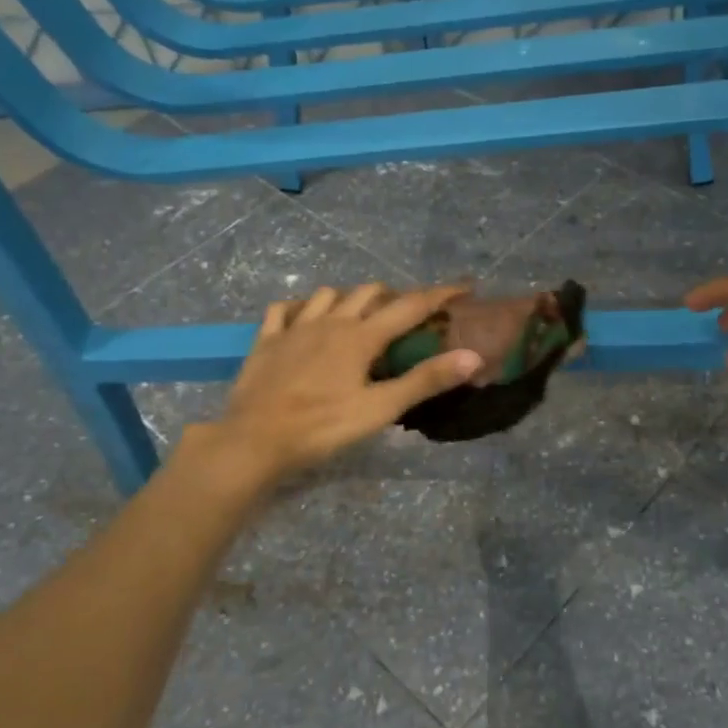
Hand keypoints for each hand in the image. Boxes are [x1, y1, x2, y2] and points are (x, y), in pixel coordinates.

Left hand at [197, 283, 481, 483]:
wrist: (254, 441)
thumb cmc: (322, 427)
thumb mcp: (379, 409)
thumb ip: (425, 381)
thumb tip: (472, 357)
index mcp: (361, 337)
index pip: (410, 306)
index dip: (440, 294)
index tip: (465, 286)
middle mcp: (330, 322)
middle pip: (369, 292)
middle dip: (395, 296)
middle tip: (409, 314)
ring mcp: (294, 327)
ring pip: (329, 294)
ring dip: (350, 298)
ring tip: (360, 315)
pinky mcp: (266, 340)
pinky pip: (283, 309)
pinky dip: (300, 307)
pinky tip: (304, 318)